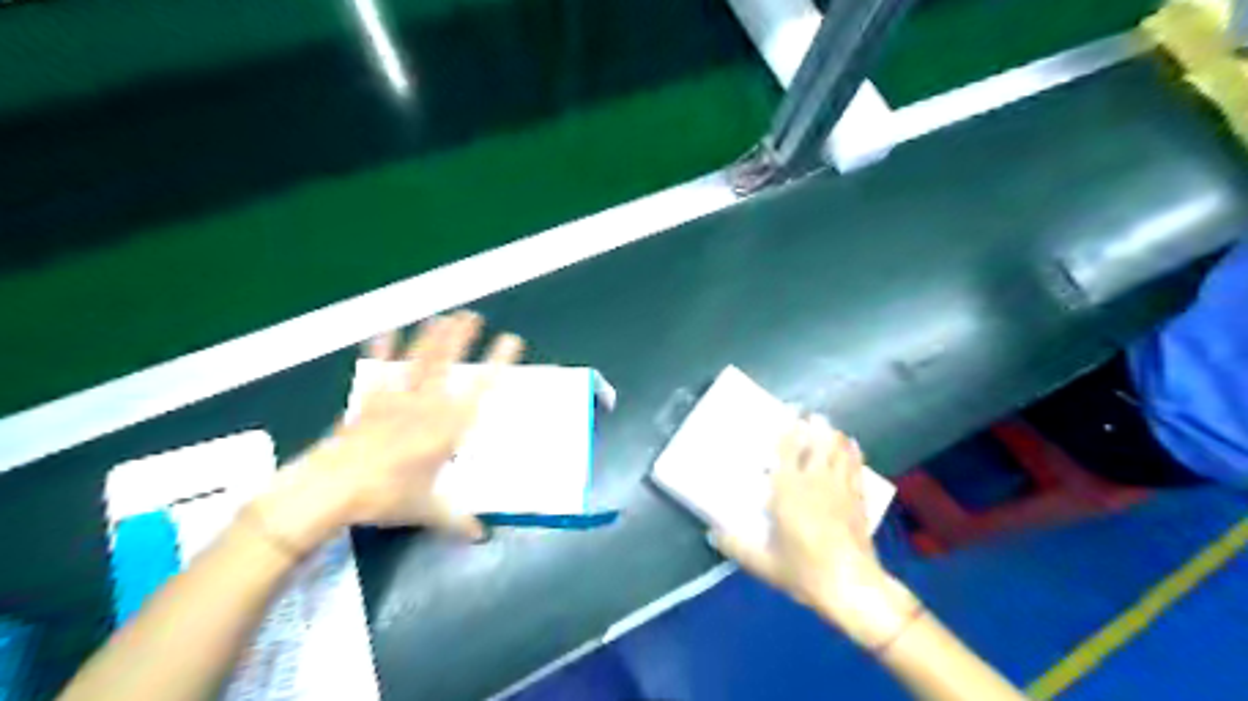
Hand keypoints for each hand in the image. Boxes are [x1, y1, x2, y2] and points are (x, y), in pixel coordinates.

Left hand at [251, 310, 526, 547]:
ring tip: (443, 316)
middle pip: (447, 365)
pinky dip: (382, 349)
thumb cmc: (385, 498)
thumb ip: (457, 520)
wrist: (331, 491)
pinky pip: (379, 370)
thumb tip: (481, 536)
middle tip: (473, 315)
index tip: (511, 341)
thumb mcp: (427, 511)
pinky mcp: (369, 402)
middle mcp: (426, 407)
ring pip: (419, 361)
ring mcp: (395, 400)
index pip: (481, 390)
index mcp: (447, 429)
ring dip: (432, 337)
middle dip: (462, 338)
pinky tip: (386, 331)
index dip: (498, 363)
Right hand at [711, 417, 914, 644]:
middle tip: (810, 414)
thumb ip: (736, 546)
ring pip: (839, 449)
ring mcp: (841, 488)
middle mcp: (815, 481)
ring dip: (833, 435)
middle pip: (818, 442)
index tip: (789, 412)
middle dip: (816, 425)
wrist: (852, 587)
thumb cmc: (804, 571)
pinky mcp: (859, 499)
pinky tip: (851, 446)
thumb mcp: (763, 563)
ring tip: (828, 426)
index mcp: (789, 490)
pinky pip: (856, 466)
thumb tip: (712, 534)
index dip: (789, 429)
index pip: (788, 449)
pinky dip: (852, 452)